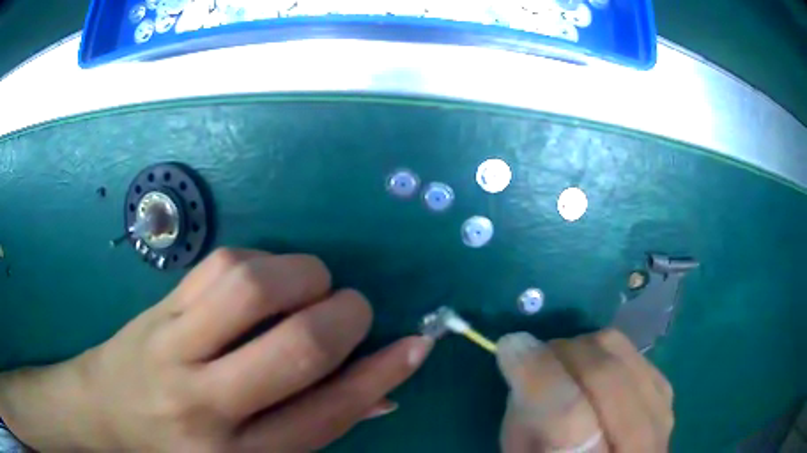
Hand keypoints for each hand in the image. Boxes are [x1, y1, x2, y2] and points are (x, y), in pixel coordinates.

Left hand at [0, 248, 432, 451]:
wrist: (111, 409)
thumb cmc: (186, 443)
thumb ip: (316, 422)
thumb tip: (382, 392)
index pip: (326, 414)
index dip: (379, 375)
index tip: (417, 344)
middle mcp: (206, 404)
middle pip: (294, 348)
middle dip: (343, 317)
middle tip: (353, 308)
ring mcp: (174, 346)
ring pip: (252, 288)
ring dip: (301, 276)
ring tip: (308, 286)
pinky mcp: (160, 306)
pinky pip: (221, 265)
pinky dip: (261, 261)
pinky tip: (263, 279)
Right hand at [496, 329, 672, 452]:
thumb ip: (521, 420)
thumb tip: (525, 356)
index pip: (570, 416)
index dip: (541, 374)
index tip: (512, 345)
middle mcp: (636, 449)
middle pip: (607, 377)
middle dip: (563, 352)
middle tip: (537, 356)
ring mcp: (661, 424)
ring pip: (626, 358)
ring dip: (586, 350)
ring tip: (564, 366)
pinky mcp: (669, 403)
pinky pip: (638, 359)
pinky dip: (609, 356)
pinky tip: (593, 373)